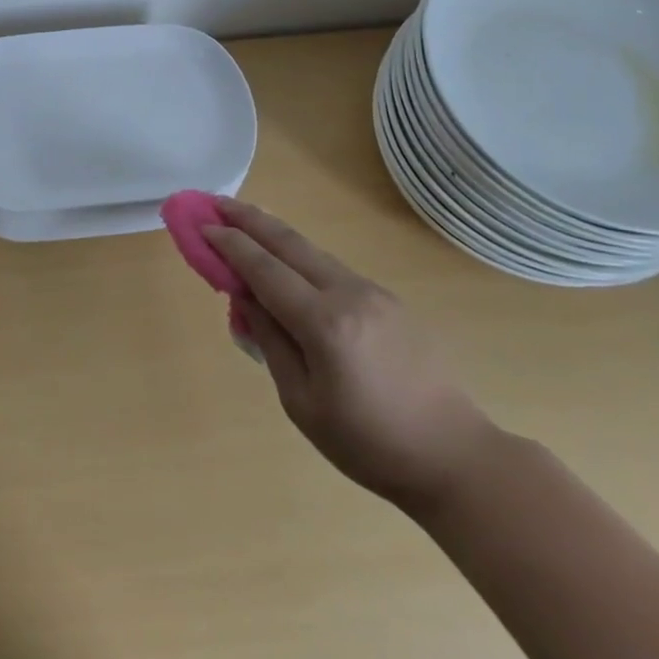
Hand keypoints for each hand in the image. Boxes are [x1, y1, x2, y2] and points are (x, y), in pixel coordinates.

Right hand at [205, 198, 502, 511]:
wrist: (456, 457)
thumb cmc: (369, 444)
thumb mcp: (302, 403)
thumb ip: (270, 342)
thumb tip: (246, 297)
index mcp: (324, 323)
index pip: (264, 270)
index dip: (230, 244)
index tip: (202, 224)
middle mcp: (349, 294)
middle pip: (289, 243)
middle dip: (249, 219)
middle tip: (215, 201)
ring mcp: (374, 293)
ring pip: (313, 251)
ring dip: (275, 233)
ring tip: (244, 220)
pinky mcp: (390, 300)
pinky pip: (334, 269)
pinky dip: (302, 257)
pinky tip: (288, 262)